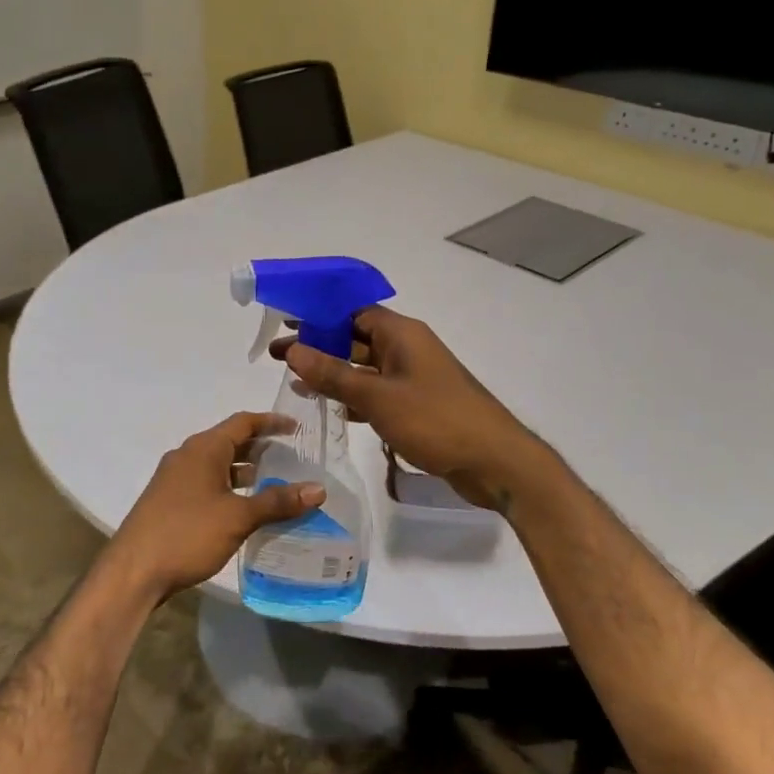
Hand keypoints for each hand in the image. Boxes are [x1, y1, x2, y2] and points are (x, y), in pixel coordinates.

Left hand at [100, 412, 323, 605]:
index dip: (271, 422)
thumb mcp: (238, 517)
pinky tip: (246, 509)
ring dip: (245, 471)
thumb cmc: (187, 534)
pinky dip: (230, 488)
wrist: (133, 572)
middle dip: (261, 448)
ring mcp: (175, 479)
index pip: (243, 422)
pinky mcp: (170, 501)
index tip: (297, 429)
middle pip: (230, 442)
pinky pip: (207, 483)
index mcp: (203, 449)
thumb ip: (278, 501)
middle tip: (294, 457)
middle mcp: (187, 456)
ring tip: (277, 484)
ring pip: (218, 465)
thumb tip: (319, 489)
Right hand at [276, 306, 544, 508]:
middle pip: (356, 339)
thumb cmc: (436, 420)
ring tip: (297, 384)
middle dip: (319, 347)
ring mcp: (415, 378)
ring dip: (335, 374)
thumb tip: (294, 349)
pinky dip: (356, 398)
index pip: (353, 312)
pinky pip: (379, 393)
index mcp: (402, 334)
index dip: (318, 315)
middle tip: (278, 358)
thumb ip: (333, 374)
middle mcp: (408, 348)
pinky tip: (334, 410)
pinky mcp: (419, 405)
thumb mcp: (378, 397)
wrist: (495, 461)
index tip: (285, 324)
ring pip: (366, 368)